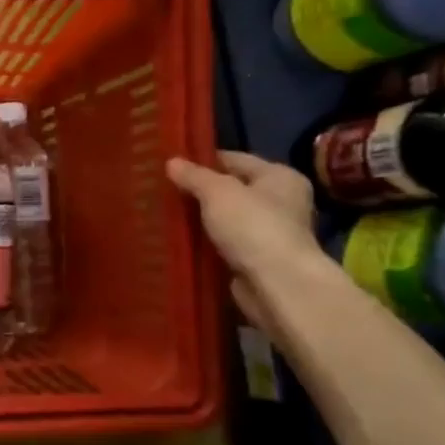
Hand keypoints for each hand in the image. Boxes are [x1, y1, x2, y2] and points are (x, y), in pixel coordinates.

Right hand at [167, 152, 320, 330]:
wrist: (276, 284)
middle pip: (231, 190)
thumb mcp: (217, 192)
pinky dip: (206, 243)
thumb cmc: (253, 227)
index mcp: (279, 177)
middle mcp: (280, 202)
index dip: (204, 161)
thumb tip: (172, 162)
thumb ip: (194, 176)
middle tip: (163, 191)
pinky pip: (224, 244)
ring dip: (201, 220)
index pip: (236, 159)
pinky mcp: (256, 260)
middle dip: (200, 192)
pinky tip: (181, 242)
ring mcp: (269, 233)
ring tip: (166, 215)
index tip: (171, 166)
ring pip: (226, 219)